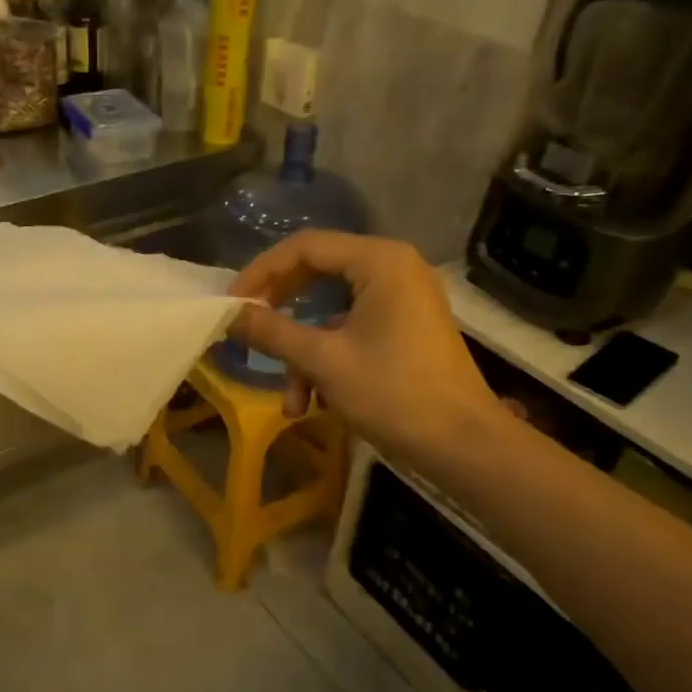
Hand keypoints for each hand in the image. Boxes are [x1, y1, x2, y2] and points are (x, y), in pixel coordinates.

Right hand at [227, 232, 505, 464]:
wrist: (463, 444)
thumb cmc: (393, 393)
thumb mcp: (322, 361)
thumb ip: (271, 332)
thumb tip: (228, 315)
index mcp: (379, 261)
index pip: (304, 247)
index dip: (261, 273)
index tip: (232, 305)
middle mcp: (393, 268)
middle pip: (317, 274)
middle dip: (280, 313)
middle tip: (249, 334)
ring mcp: (403, 299)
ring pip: (331, 313)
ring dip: (304, 355)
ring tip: (292, 402)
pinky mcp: (405, 328)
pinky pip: (352, 331)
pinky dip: (328, 361)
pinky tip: (315, 402)